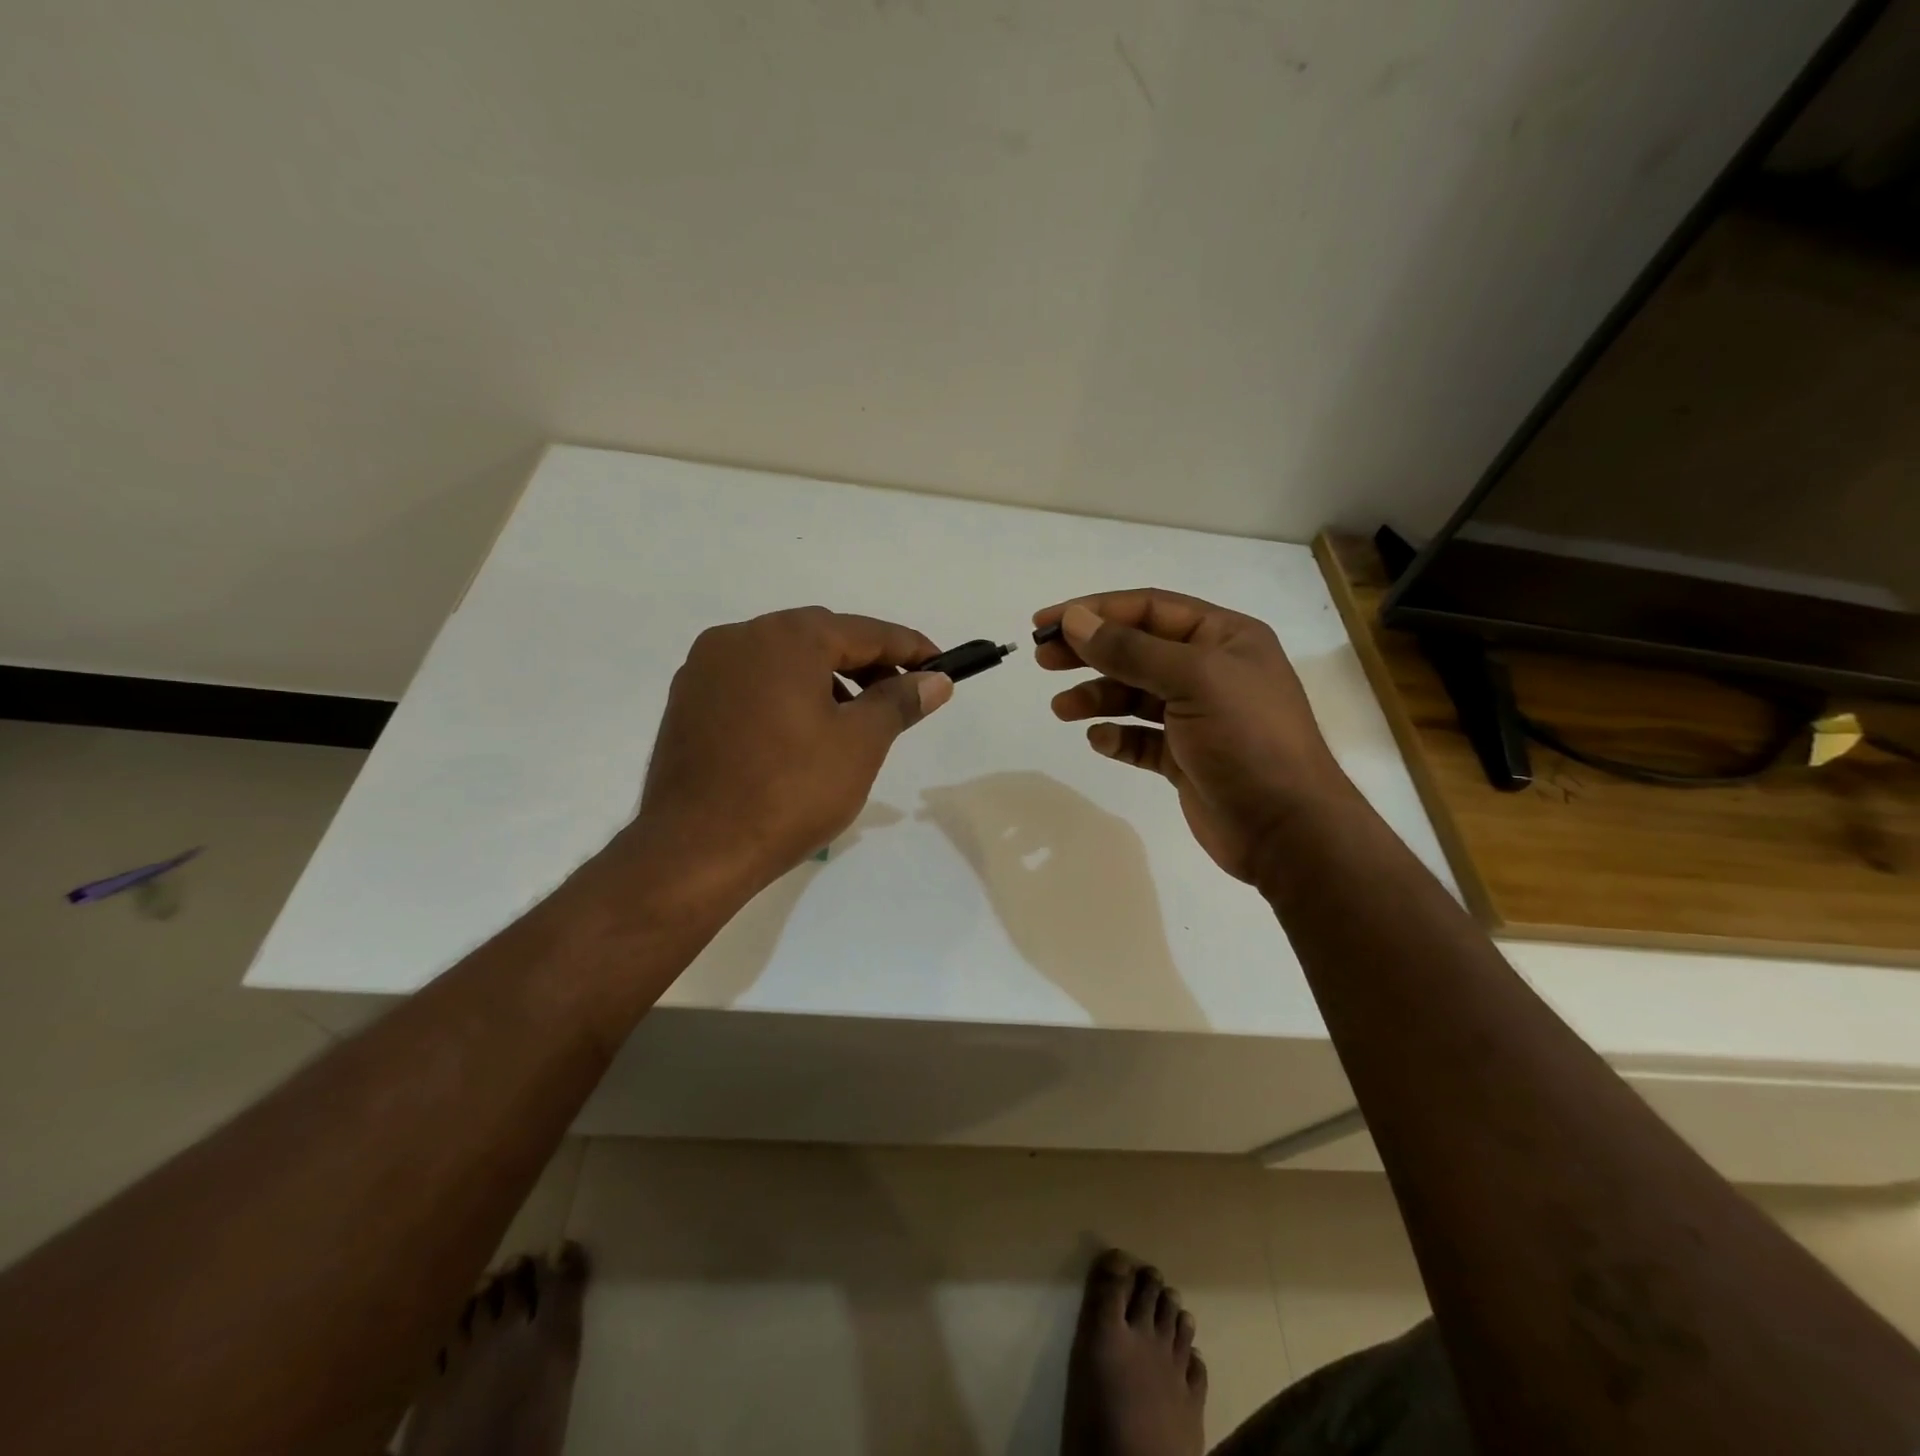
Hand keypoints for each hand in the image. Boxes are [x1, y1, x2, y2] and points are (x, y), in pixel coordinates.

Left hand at [621, 607, 952, 902]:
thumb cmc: (791, 791)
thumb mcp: (861, 744)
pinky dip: (785, 695)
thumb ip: (900, 701)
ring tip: (851, 722)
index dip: (909, 648)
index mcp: (786, 637)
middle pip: (819, 638)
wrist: (696, 849)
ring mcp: (705, 668)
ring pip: (782, 660)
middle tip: (899, 696)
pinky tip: (800, 734)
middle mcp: (740, 637)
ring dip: (824, 680)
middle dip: (865, 664)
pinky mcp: (687, 702)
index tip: (941, 666)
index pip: (864, 631)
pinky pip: (751, 683)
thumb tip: (934, 680)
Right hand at [1035, 590, 1349, 882]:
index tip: (1047, 623)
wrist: (1287, 829)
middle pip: (1137, 649)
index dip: (1095, 611)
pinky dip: (1118, 737)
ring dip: (1097, 697)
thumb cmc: (1247, 740)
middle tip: (1043, 661)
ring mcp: (1198, 716)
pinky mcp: (1186, 757)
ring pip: (1134, 695)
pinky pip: (1141, 738)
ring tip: (1062, 709)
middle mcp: (1211, 670)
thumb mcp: (1192, 680)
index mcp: (1224, 638)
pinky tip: (1101, 741)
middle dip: (1090, 652)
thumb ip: (1130, 650)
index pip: (1149, 609)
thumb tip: (1075, 621)